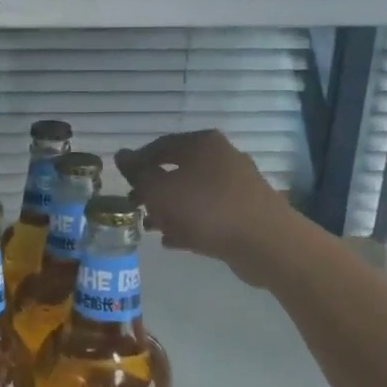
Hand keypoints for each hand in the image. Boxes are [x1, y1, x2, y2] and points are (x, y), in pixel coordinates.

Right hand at [115, 130, 294, 285]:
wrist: (265, 242)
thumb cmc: (205, 208)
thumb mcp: (160, 190)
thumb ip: (137, 173)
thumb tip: (121, 154)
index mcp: (201, 144)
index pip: (159, 145)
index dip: (137, 163)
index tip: (123, 183)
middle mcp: (222, 157)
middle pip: (177, 170)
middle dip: (154, 191)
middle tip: (136, 208)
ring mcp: (237, 184)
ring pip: (193, 193)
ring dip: (170, 210)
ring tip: (152, 228)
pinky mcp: (246, 210)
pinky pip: (209, 212)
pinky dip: (190, 223)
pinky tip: (174, 241)